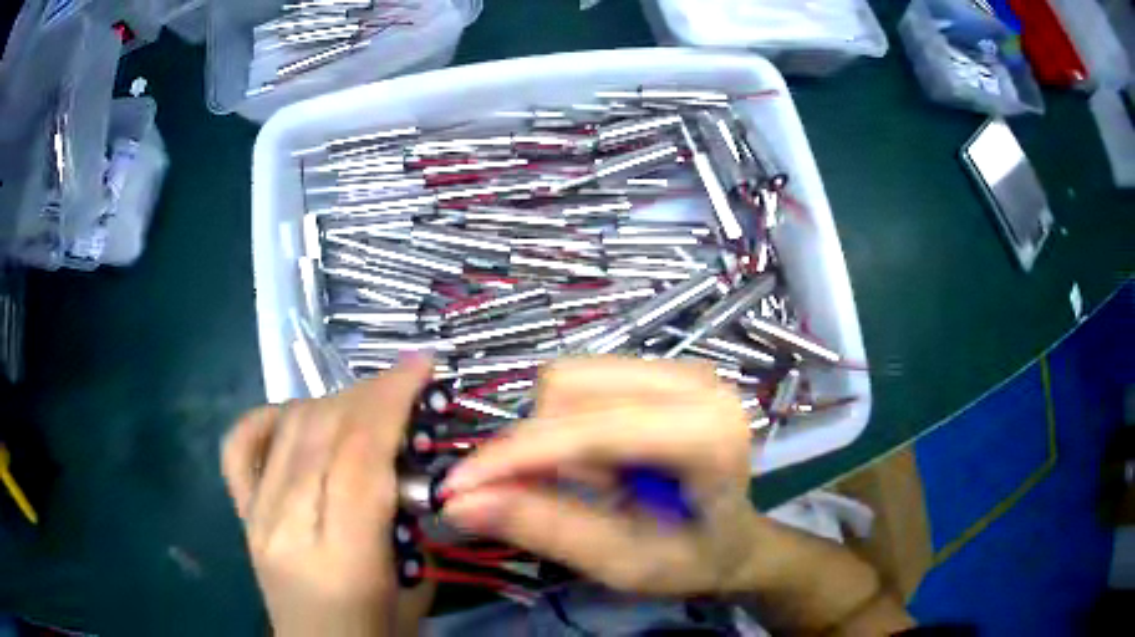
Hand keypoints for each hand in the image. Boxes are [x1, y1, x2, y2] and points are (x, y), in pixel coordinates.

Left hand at [221, 356, 432, 636]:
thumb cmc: (378, 631)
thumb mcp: (415, 585)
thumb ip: (408, 521)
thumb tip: (408, 461)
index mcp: (340, 558)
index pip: (357, 458)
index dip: (390, 401)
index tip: (422, 366)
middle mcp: (286, 527)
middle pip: (321, 431)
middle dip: (369, 392)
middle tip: (406, 383)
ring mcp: (255, 515)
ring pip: (288, 427)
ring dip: (334, 401)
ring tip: (367, 405)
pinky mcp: (242, 512)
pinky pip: (241, 445)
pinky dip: (269, 416)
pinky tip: (297, 418)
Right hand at [440, 357, 764, 596]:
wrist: (734, 539)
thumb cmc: (691, 559)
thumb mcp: (621, 562)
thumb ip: (544, 527)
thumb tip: (461, 503)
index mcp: (708, 435)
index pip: (591, 429)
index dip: (517, 457)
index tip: (458, 489)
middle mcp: (697, 383)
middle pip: (569, 388)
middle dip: (538, 449)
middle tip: (556, 497)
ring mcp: (680, 368)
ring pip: (567, 379)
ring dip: (554, 438)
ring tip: (592, 484)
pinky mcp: (658, 369)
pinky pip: (580, 381)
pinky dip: (567, 426)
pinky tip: (599, 462)